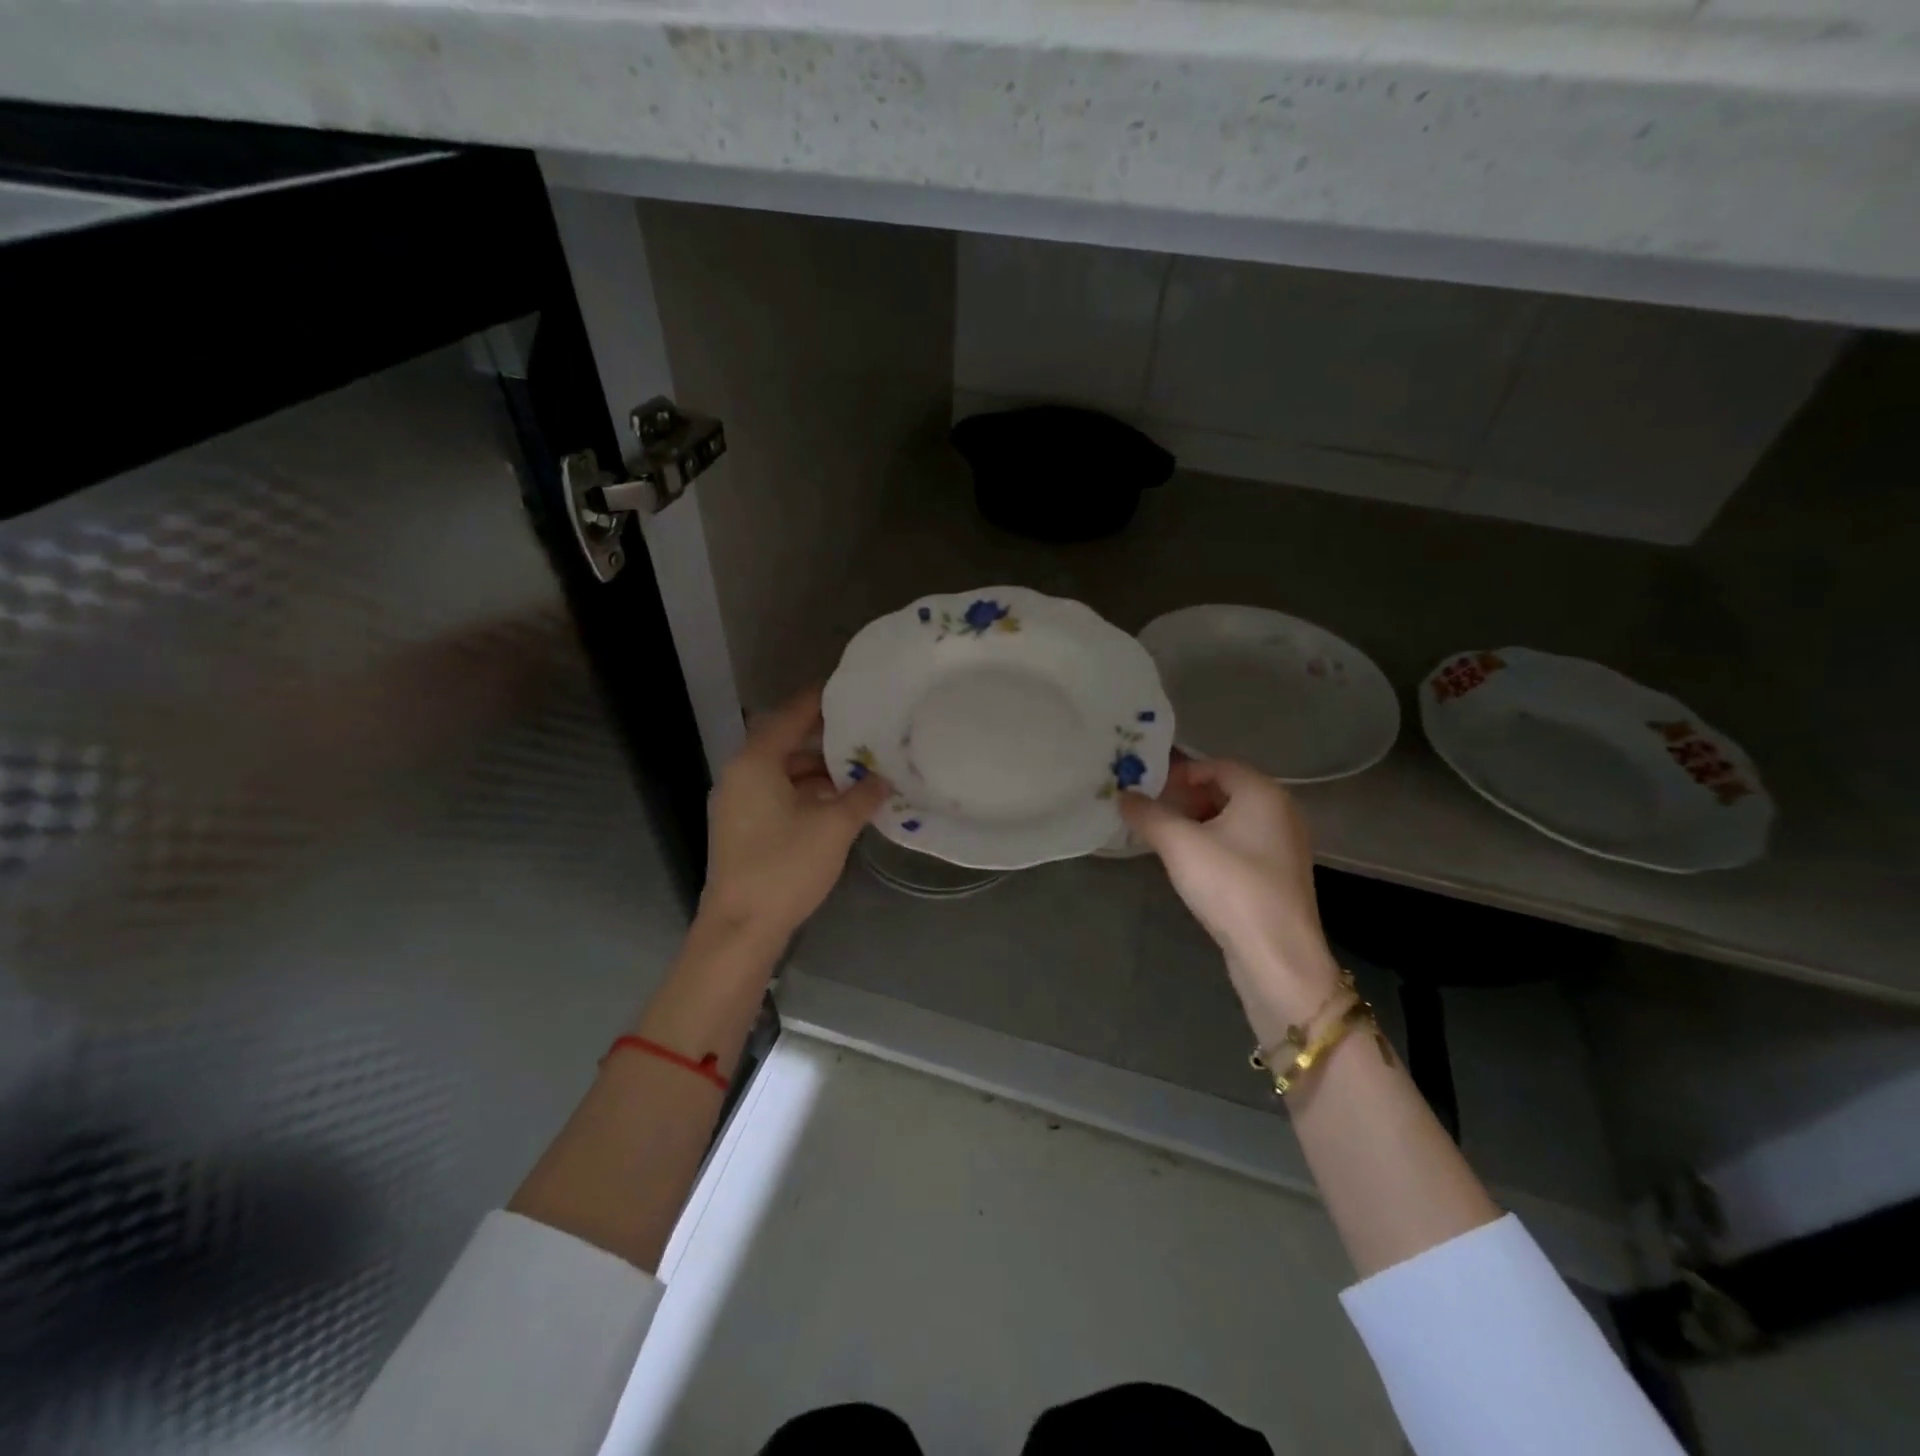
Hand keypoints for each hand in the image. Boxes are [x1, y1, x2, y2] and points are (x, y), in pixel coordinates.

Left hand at [700, 685, 889, 940]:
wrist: (740, 929)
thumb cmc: (784, 868)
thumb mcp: (833, 828)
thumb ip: (861, 796)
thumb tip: (883, 780)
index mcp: (755, 763)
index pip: (791, 715)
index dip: (820, 700)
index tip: (850, 687)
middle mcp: (740, 775)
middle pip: (785, 742)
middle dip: (826, 739)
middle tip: (866, 732)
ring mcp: (738, 803)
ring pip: (783, 772)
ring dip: (818, 769)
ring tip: (861, 768)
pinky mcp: (743, 828)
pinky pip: (778, 794)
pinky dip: (807, 792)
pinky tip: (839, 802)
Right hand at [1120, 759, 1341, 1039]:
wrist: (1276, 955)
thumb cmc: (1230, 886)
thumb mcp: (1179, 844)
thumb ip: (1147, 814)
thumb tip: (1123, 795)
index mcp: (1263, 793)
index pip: (1216, 765)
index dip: (1179, 773)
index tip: (1148, 790)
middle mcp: (1281, 811)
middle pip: (1225, 790)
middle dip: (1185, 798)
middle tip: (1151, 813)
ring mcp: (1284, 845)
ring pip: (1232, 819)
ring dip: (1196, 823)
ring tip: (1164, 838)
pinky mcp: (1279, 875)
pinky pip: (1241, 844)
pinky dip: (1214, 844)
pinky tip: (1191, 864)